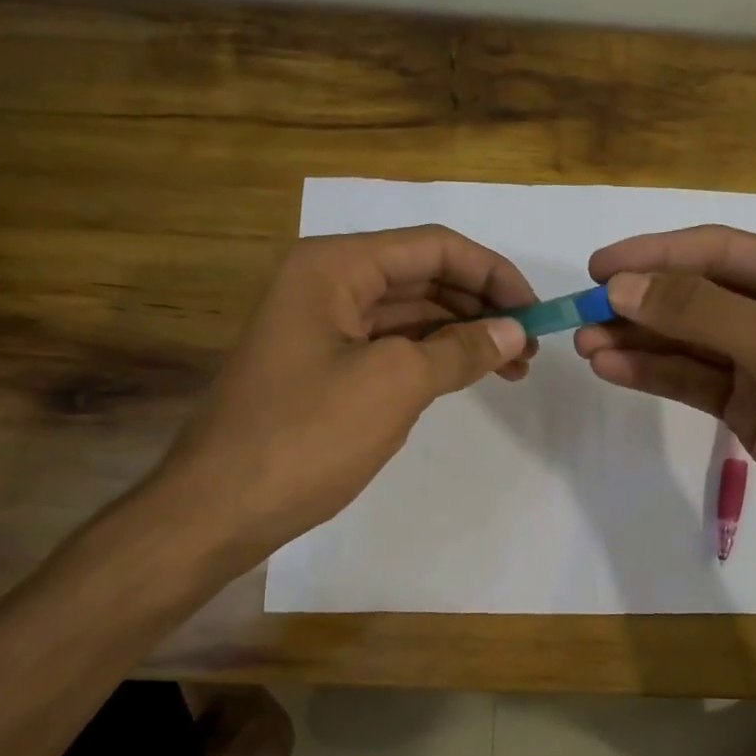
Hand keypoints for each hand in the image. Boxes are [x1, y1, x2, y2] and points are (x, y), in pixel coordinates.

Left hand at [152, 225, 536, 567]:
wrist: (218, 508)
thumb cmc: (306, 435)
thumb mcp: (394, 384)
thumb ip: (460, 350)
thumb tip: (514, 332)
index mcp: (334, 266)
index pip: (434, 247)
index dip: (493, 273)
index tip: (537, 312)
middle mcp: (326, 282)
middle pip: (422, 275)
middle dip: (481, 305)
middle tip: (529, 346)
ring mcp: (322, 325)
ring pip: (409, 313)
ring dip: (461, 333)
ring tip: (512, 367)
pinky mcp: (323, 365)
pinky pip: (390, 346)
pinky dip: (432, 357)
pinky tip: (466, 375)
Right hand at [575, 226, 755, 583]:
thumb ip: (704, 312)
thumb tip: (622, 287)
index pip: (721, 250)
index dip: (656, 255)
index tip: (598, 268)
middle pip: (698, 294)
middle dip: (641, 301)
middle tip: (581, 314)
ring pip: (688, 339)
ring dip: (637, 338)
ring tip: (583, 344)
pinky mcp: (746, 407)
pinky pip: (690, 379)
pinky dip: (652, 372)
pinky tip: (612, 368)